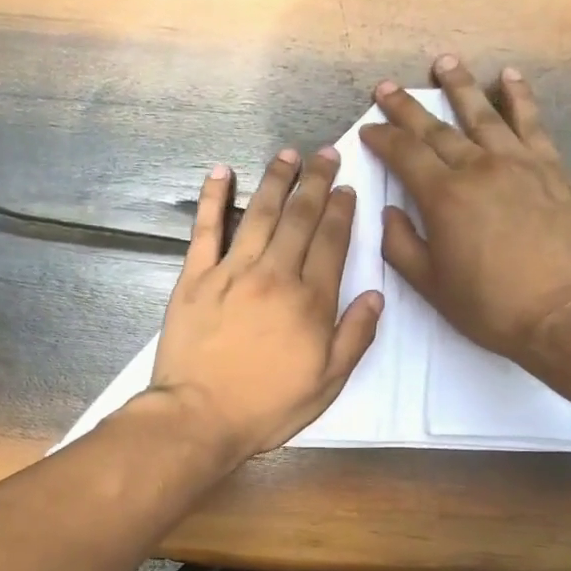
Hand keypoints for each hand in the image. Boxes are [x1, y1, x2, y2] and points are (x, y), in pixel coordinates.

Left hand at [145, 149, 382, 464]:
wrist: (200, 417)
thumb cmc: (267, 408)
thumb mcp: (326, 384)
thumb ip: (354, 337)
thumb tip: (375, 295)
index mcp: (310, 302)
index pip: (332, 243)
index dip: (341, 211)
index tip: (347, 188)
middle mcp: (274, 276)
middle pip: (300, 218)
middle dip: (316, 182)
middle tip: (325, 154)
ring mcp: (231, 273)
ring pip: (260, 214)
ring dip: (277, 180)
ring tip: (289, 155)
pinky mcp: (195, 279)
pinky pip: (205, 229)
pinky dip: (214, 198)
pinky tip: (222, 172)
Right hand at [362, 58, 570, 370]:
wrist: (560, 310)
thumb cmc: (488, 305)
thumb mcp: (430, 286)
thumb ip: (401, 246)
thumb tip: (389, 211)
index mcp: (443, 198)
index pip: (404, 156)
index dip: (382, 139)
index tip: (368, 128)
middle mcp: (477, 168)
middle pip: (436, 129)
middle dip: (407, 108)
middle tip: (387, 88)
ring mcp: (518, 162)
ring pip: (483, 114)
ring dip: (459, 86)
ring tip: (443, 62)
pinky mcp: (550, 167)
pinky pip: (531, 122)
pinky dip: (518, 96)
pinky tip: (508, 77)